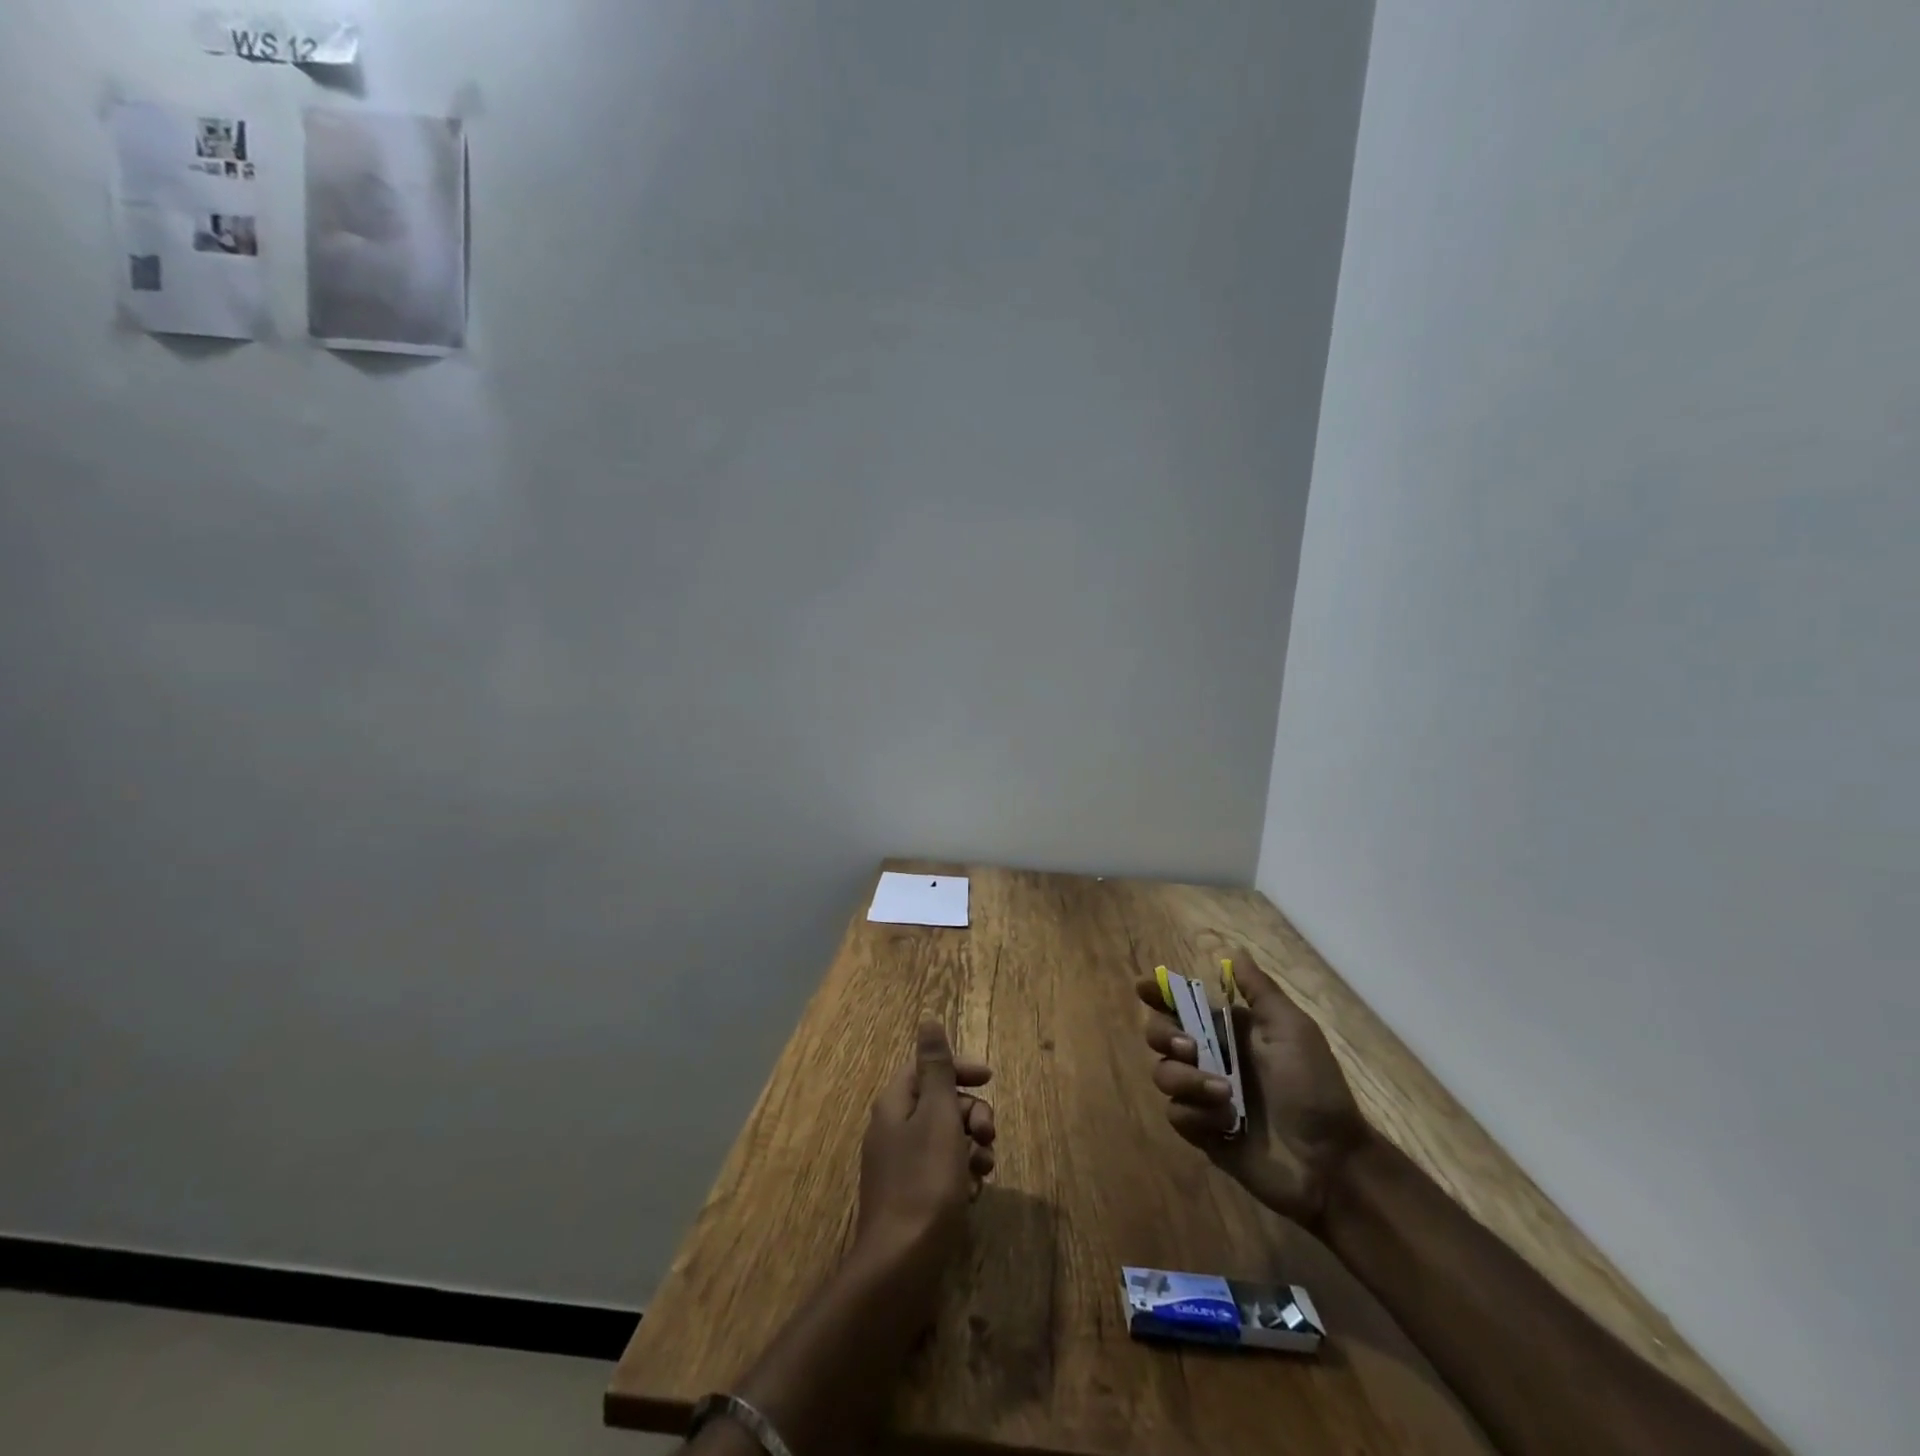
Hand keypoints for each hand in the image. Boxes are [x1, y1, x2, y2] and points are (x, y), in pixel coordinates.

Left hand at [853, 1021, 995, 1293]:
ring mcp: (899, 1167)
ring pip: (945, 1140)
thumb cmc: (924, 1182)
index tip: (990, 1079)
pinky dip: (961, 1175)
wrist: (901, 1266)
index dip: (958, 1069)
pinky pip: (941, 1173)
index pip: (925, 1068)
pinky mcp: (910, 1199)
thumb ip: (936, 1068)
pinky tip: (973, 1194)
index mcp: (894, 1104)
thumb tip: (928, 1019)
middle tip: (990, 1134)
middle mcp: (892, 1130)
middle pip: (938, 1103)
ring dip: (971, 1146)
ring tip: (985, 1169)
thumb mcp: (937, 1116)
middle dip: (971, 1113)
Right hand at [1138, 950, 1368, 1227]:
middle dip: (1163, 1035)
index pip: (1182, 1004)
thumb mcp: (1292, 1030)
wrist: (1330, 1162)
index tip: (1143, 988)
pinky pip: (1176, 1113)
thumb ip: (1259, 991)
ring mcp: (1204, 1095)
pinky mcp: (1202, 1131)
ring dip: (1187, 1079)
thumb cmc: (1313, 1088)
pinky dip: (1196, 1114)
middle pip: (1159, 1034)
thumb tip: (1234, 952)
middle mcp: (1211, 1058)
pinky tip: (1227, 1123)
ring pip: (1163, 1073)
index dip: (1158, 994)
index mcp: (1229, 1031)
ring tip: (1223, 1094)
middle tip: (1189, 1047)